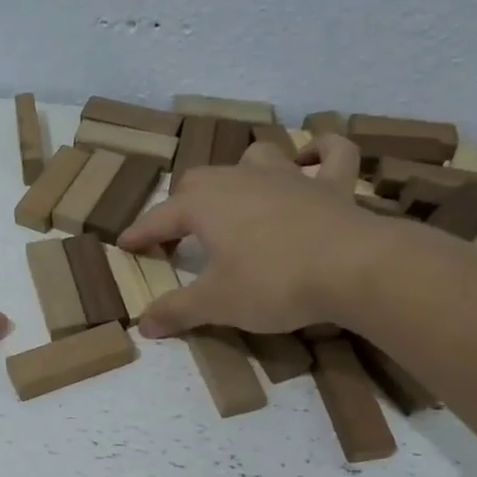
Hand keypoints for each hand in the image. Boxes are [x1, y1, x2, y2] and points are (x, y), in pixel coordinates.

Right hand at [119, 136, 377, 336]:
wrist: (352, 268)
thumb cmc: (273, 282)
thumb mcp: (216, 304)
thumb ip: (177, 310)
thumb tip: (142, 324)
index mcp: (206, 205)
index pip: (160, 217)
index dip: (140, 233)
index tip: (125, 245)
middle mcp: (241, 180)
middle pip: (200, 180)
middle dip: (183, 203)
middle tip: (178, 232)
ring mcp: (290, 176)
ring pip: (256, 157)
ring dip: (242, 171)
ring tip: (238, 193)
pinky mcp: (333, 185)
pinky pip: (331, 154)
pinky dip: (321, 152)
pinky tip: (313, 158)